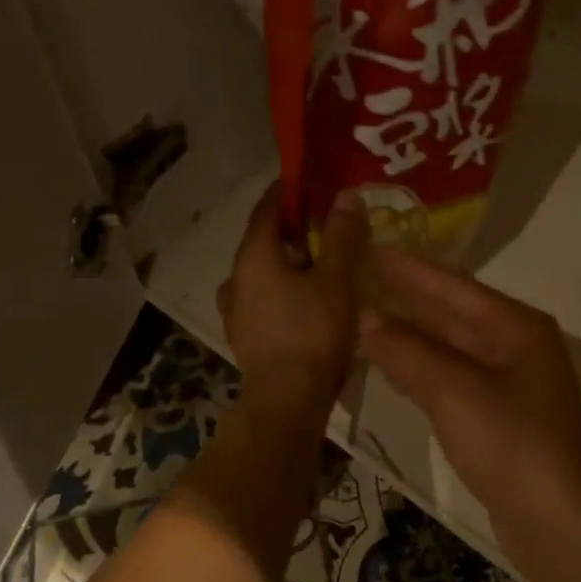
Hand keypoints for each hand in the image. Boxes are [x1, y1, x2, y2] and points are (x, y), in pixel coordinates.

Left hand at [218, 183, 367, 407]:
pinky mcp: (243, 335)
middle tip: (325, 224)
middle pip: (263, 241)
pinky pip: (263, 298)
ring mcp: (235, 309)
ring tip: (319, 264)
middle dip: (292, 229)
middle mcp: (236, 277)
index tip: (309, 181)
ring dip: (286, 262)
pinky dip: (282, 289)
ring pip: (262, 272)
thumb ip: (341, 236)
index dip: (287, 192)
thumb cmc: (313, 332)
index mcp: (254, 256)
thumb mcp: (336, 279)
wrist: (287, 400)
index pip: (266, 209)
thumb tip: (345, 195)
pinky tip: (305, 301)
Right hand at [359, 250, 580, 566]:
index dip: (410, 268)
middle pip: (453, 311)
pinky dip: (421, 367)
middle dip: (409, 296)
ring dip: (411, 332)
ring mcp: (510, 383)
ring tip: (367, 314)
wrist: (563, 523)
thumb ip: (407, 351)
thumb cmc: (513, 444)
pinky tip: (394, 364)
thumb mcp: (454, 391)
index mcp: (516, 326)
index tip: (372, 246)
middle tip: (362, 276)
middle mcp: (516, 346)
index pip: (453, 285)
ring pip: (451, 345)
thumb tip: (366, 319)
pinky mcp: (500, 417)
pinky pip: (452, 377)